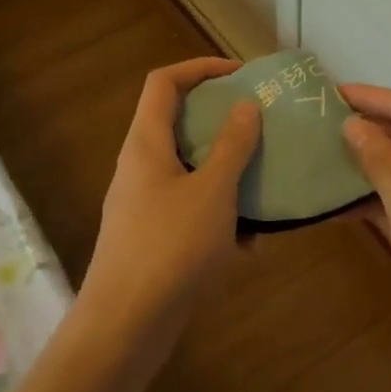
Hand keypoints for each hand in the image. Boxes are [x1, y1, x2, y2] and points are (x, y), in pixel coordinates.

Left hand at [80, 58, 260, 371]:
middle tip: (261, 126)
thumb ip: (231, 146)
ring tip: (263, 183)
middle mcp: (139, 166)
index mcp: (146, 143)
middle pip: (177, 123)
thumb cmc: (171, 246)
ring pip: (188, 170)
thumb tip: (244, 106)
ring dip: (225, 172)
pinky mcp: (151, 236)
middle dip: (221, 122)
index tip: (240, 75)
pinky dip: (218, 214)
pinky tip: (249, 242)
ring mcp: (142, 203)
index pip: (164, 82)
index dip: (200, 68)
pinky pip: (188, 208)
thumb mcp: (213, 191)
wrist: (126, 323)